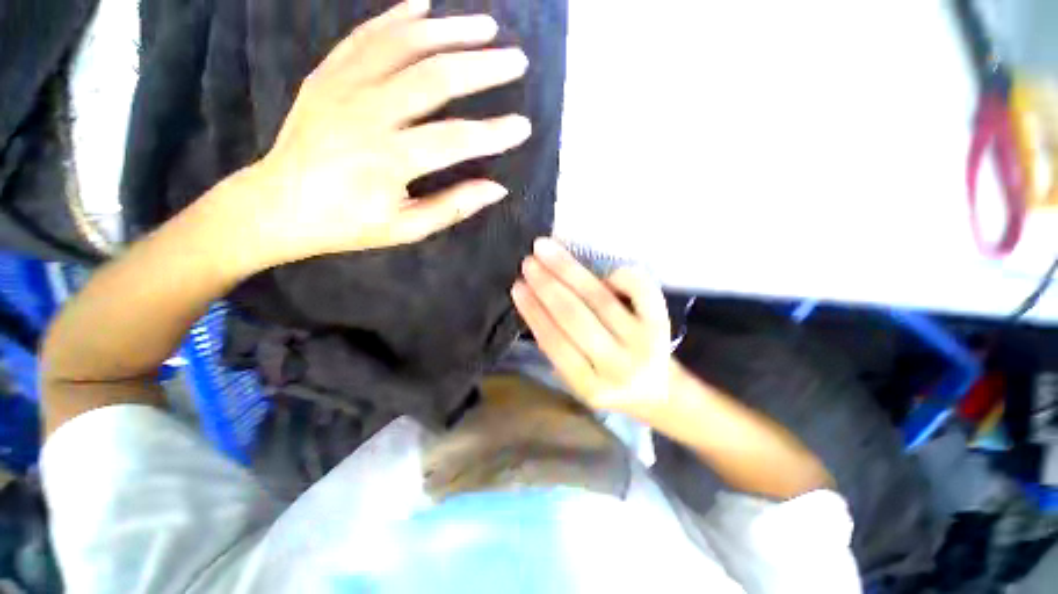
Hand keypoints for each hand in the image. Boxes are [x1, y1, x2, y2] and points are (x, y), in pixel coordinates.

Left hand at [247, 0, 531, 267]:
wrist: (278, 204)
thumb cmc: (348, 224)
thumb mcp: (406, 228)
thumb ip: (453, 206)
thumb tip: (497, 189)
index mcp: (389, 161)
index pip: (455, 140)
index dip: (494, 133)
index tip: (523, 127)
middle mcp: (367, 114)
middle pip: (435, 78)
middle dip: (482, 67)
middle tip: (517, 62)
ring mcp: (343, 86)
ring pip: (404, 45)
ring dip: (450, 31)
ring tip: (487, 27)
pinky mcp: (328, 74)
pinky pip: (367, 36)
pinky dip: (398, 16)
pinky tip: (425, 6)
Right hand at [512, 238, 676, 420]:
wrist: (657, 392)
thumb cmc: (608, 383)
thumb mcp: (577, 380)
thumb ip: (557, 349)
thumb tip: (535, 303)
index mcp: (590, 386)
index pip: (554, 342)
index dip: (534, 312)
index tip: (517, 287)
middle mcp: (617, 366)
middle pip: (575, 317)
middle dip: (547, 286)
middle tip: (529, 262)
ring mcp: (643, 343)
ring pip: (599, 299)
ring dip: (569, 271)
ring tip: (546, 250)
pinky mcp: (661, 324)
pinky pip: (641, 290)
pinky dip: (619, 275)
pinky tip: (603, 270)